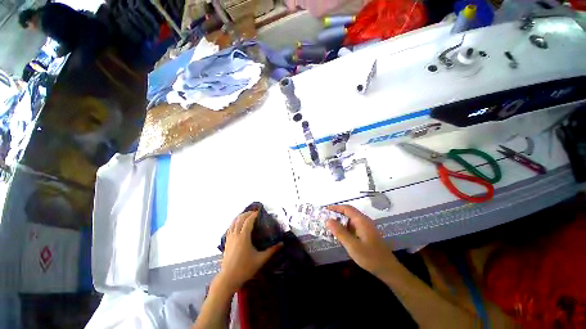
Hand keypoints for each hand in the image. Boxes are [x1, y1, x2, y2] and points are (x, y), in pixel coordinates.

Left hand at [216, 211, 281, 291]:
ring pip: (233, 222)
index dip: (254, 214)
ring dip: (240, 216)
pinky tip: (237, 224)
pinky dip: (234, 222)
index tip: (260, 211)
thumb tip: (282, 244)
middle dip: (247, 213)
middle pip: (240, 219)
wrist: (228, 279)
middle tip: (255, 212)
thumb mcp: (260, 260)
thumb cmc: (245, 269)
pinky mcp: (226, 242)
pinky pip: (230, 228)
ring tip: (247, 215)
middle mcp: (236, 235)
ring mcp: (230, 238)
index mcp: (243, 237)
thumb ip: (272, 251)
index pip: (248, 221)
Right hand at [326, 205, 397, 277]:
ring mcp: (365, 227)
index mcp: (361, 221)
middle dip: (336, 214)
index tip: (325, 210)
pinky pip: (352, 227)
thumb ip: (340, 232)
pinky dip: (344, 228)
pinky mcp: (365, 234)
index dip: (335, 207)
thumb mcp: (352, 245)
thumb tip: (328, 220)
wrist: (388, 269)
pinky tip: (339, 235)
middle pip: (348, 213)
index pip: (346, 208)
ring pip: (350, 220)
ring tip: (329, 226)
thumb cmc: (370, 257)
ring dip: (340, 221)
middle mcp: (363, 221)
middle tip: (324, 218)